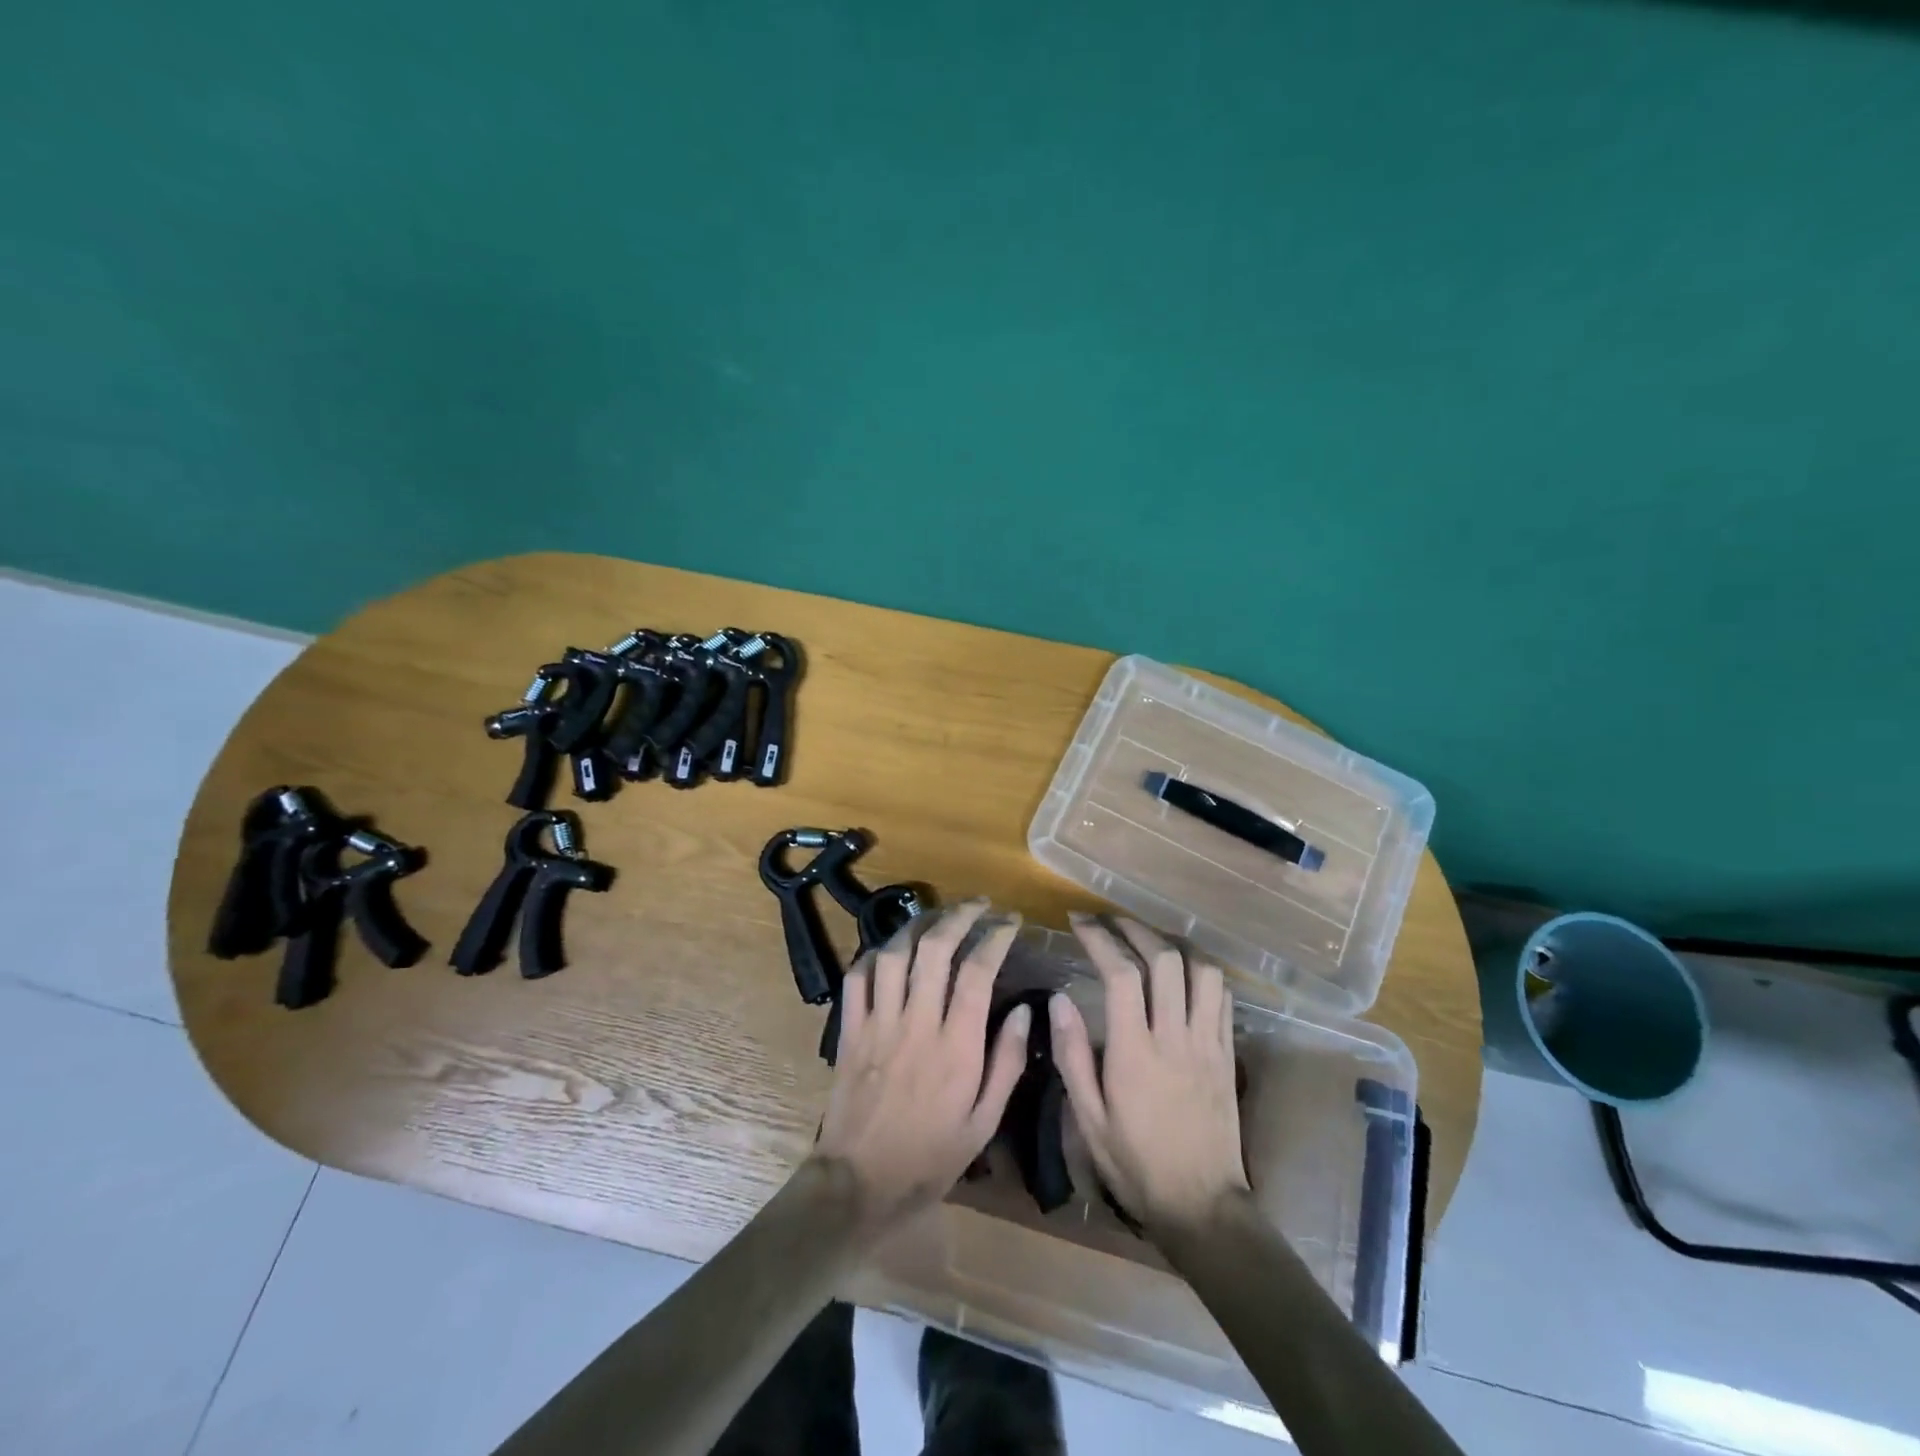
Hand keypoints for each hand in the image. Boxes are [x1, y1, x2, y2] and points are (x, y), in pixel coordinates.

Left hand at [813, 899, 1030, 1229]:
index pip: (978, 971)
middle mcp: (917, 1023)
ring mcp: (879, 1023)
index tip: (1010, 922)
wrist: (859, 1184)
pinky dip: (875, 955)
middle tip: (979, 905)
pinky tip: (891, 950)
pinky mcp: (851, 1030)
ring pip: (895, 953)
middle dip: (960, 916)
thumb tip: (1026, 1011)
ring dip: (918, 925)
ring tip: (938, 917)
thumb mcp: (984, 1123)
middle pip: (936, 948)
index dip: (996, 937)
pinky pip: (858, 977)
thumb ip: (1007, 1063)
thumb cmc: (930, 1158)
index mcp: (957, 1047)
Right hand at [1050, 914, 1249, 1234]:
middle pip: (1164, 960)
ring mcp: (1208, 1043)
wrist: (1202, 1206)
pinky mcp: (1228, 1053)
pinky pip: (1222, 997)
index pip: (1121, 975)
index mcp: (1134, 1053)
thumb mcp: (1088, 1119)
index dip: (1100, 939)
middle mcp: (1175, 1038)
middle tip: (1110, 921)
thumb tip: (1059, 999)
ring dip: (1173, 944)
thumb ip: (1072, 1056)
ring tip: (1147, 939)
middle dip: (1135, 929)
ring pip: (1201, 971)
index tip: (1079, 923)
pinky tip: (1183, 971)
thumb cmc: (1135, 1164)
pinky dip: (1201, 971)